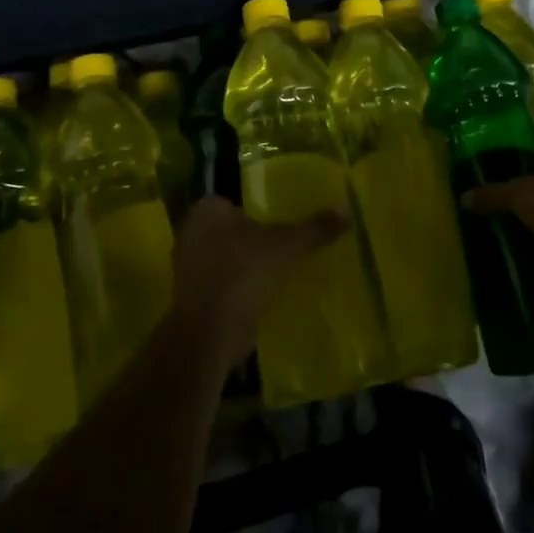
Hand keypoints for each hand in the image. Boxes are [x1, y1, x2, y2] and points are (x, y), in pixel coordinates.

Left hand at [169, 196, 343, 362]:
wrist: (211, 331)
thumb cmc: (245, 273)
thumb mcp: (288, 246)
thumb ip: (315, 227)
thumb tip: (347, 208)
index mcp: (207, 210)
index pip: (234, 201)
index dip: (256, 211)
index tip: (277, 224)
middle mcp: (190, 232)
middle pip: (228, 230)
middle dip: (249, 239)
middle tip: (280, 247)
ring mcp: (186, 267)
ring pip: (222, 258)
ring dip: (242, 265)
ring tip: (274, 272)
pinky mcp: (190, 297)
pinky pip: (219, 284)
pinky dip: (236, 288)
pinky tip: (259, 295)